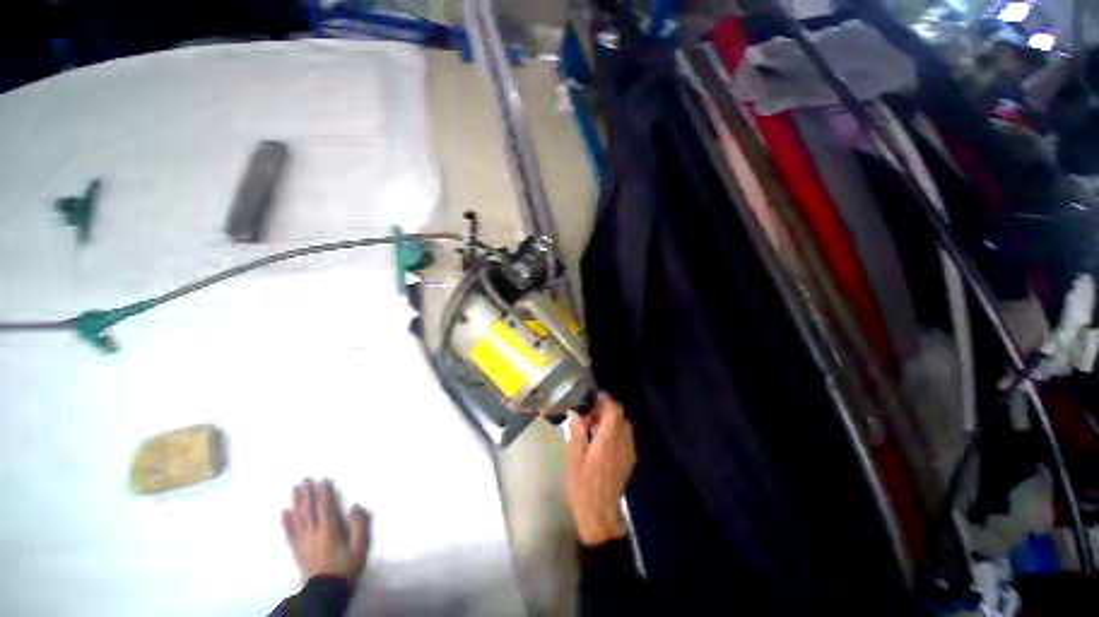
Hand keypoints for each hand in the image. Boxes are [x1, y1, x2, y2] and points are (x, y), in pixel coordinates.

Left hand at [282, 478, 370, 584]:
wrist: (325, 591)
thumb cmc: (346, 567)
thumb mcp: (360, 547)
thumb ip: (359, 525)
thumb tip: (355, 505)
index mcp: (330, 530)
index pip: (326, 506)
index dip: (324, 491)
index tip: (323, 478)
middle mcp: (313, 532)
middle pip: (309, 509)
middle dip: (307, 492)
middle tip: (305, 477)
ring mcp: (303, 541)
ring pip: (297, 517)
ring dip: (296, 501)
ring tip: (295, 487)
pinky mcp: (296, 549)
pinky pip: (289, 533)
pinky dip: (285, 521)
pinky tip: (284, 511)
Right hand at [566, 394, 636, 545]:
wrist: (599, 515)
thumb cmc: (581, 487)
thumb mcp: (573, 460)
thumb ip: (577, 434)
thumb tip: (578, 415)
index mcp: (607, 441)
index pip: (613, 411)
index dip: (605, 400)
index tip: (592, 396)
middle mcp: (621, 444)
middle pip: (621, 416)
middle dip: (607, 408)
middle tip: (590, 411)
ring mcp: (628, 453)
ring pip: (625, 425)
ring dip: (613, 419)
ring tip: (596, 423)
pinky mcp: (629, 461)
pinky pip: (626, 437)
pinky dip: (617, 430)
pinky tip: (605, 438)